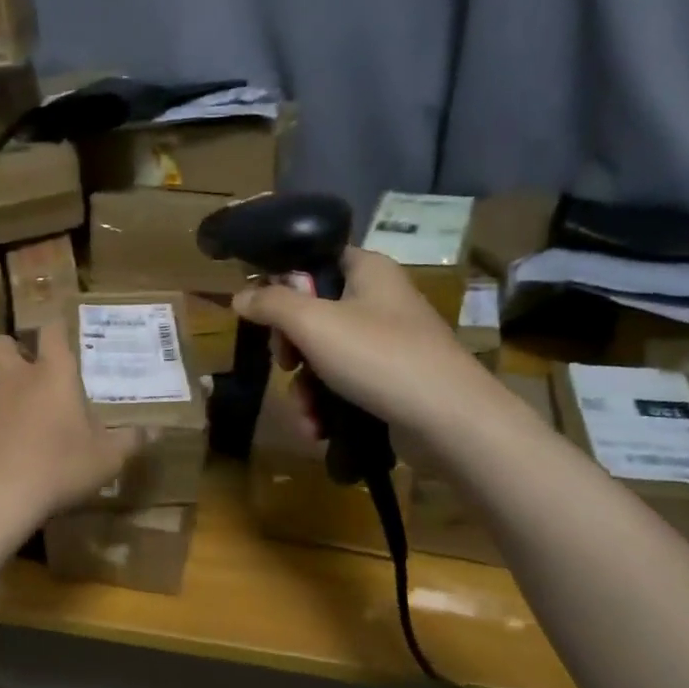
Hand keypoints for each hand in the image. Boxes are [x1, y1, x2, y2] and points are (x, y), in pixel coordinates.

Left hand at [0, 325, 139, 526]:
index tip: (59, 336)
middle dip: (9, 352)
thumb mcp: (107, 459)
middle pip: (1, 342)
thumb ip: (130, 441)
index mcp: (53, 375)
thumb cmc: (60, 469)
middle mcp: (13, 377)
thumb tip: (156, 431)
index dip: (55, 329)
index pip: (52, 331)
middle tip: (21, 373)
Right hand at [232, 246, 490, 436]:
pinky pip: (345, 385)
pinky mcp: (392, 381)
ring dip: (304, 388)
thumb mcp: (312, 323)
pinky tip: (317, 428)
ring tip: (305, 412)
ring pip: (324, 356)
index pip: (315, 259)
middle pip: (313, 313)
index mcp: (368, 271)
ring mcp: (388, 343)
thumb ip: (270, 304)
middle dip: (290, 349)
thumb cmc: (378, 355)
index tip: (263, 312)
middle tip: (284, 364)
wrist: (449, 420)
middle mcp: (380, 300)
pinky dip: (326, 405)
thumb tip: (240, 295)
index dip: (283, 282)